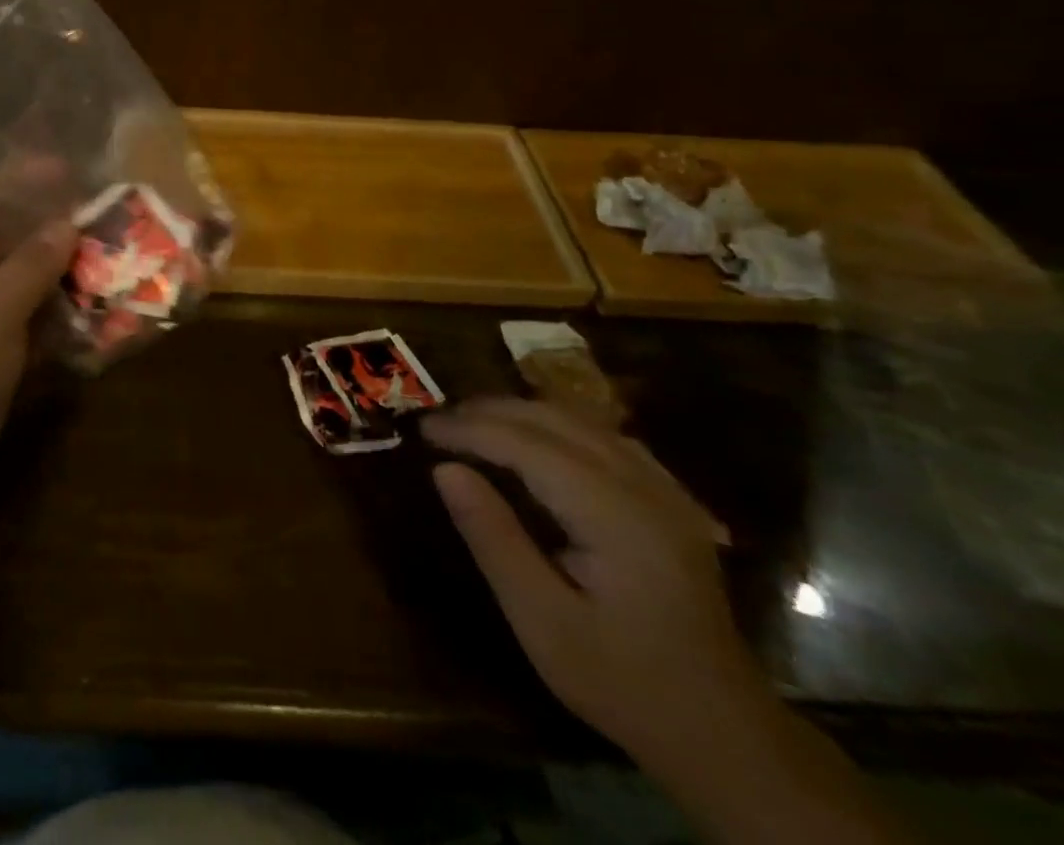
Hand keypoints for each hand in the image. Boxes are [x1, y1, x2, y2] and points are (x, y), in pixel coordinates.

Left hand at [0, 177, 77, 505]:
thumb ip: (31, 264)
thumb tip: (68, 225)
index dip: (23, 176)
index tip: (71, 170)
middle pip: (9, 233)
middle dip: (54, 225)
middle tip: (103, 218)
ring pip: (25, 276)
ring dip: (63, 269)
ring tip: (110, 259)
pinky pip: (31, 315)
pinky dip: (60, 310)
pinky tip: (95, 310)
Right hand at [423, 398, 771, 776]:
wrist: (724, 735)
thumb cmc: (622, 682)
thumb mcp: (542, 621)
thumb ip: (493, 538)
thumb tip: (445, 470)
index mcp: (615, 515)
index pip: (527, 444)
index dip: (469, 429)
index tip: (422, 430)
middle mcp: (644, 487)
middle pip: (555, 419)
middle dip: (489, 412)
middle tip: (438, 423)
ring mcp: (664, 491)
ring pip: (582, 420)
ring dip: (521, 414)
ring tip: (472, 425)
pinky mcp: (669, 501)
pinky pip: (605, 437)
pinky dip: (557, 426)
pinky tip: (534, 440)